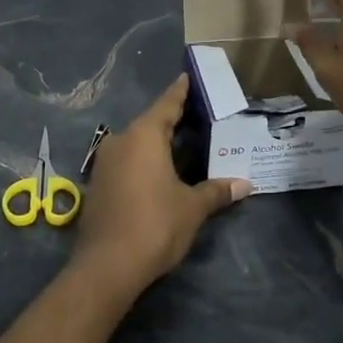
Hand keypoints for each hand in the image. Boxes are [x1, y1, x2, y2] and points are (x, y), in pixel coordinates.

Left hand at [72, 75, 250, 295]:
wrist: (107, 266)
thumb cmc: (155, 225)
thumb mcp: (192, 208)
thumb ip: (216, 191)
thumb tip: (244, 184)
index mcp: (143, 136)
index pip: (167, 105)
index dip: (180, 92)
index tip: (187, 76)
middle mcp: (120, 141)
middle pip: (150, 124)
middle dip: (172, 122)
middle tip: (197, 118)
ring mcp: (105, 164)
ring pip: (136, 145)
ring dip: (157, 146)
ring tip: (183, 147)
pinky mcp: (98, 186)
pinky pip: (126, 163)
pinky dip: (143, 163)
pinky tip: (160, 174)